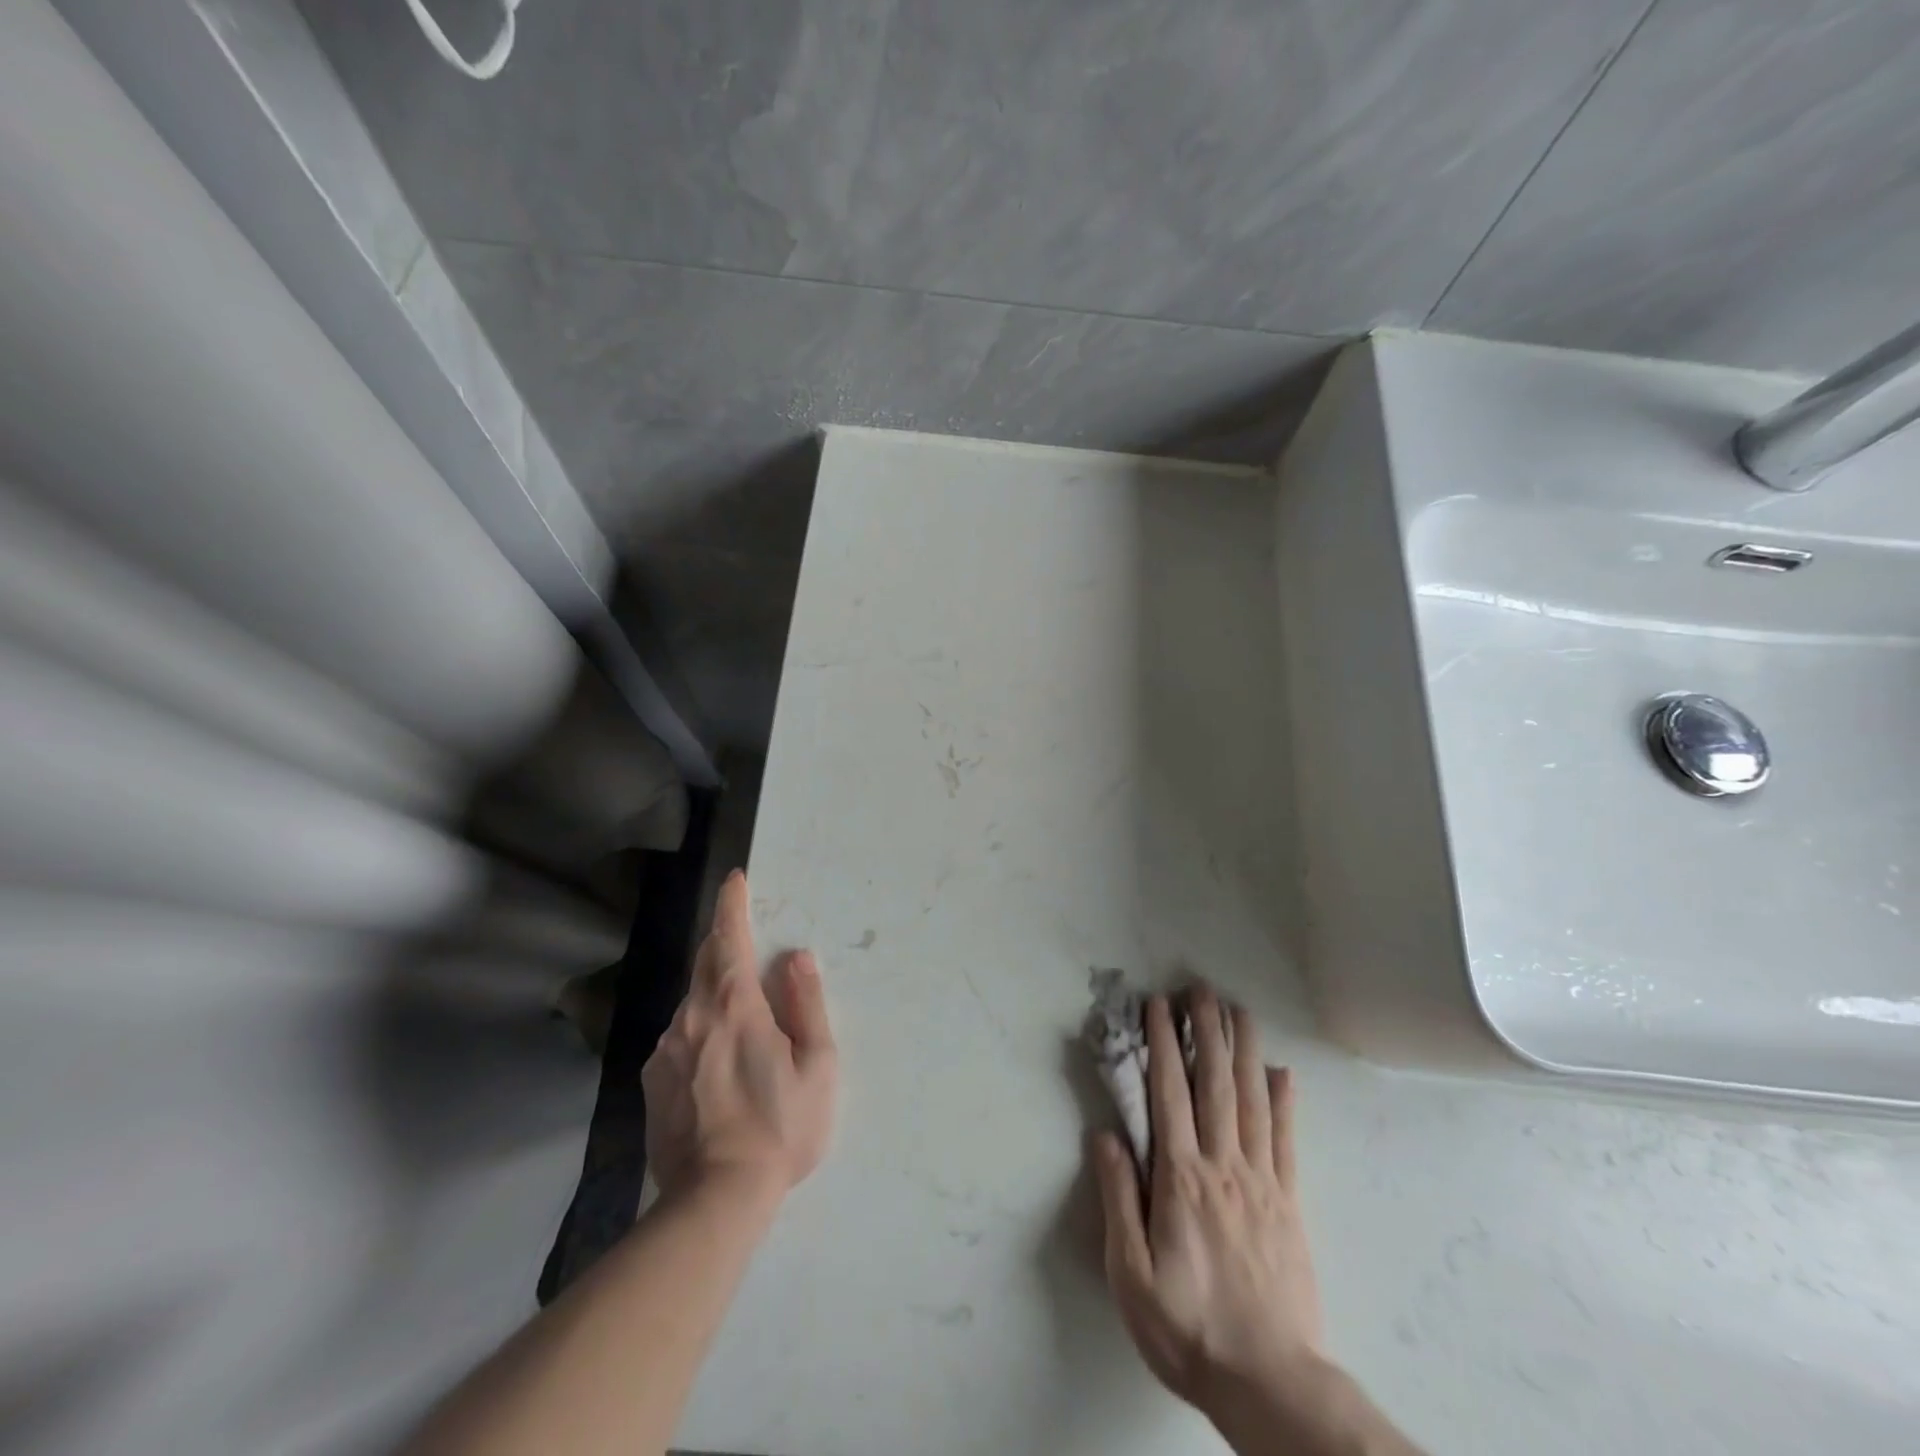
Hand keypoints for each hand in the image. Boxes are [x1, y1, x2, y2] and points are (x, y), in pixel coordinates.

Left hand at [641, 870, 837, 1204]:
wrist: (714, 1200)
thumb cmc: (780, 1127)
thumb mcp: (816, 1064)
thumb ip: (805, 1004)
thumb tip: (795, 958)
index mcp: (734, 1006)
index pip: (728, 938)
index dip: (731, 904)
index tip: (734, 878)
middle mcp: (691, 1017)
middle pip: (704, 963)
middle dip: (722, 943)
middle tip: (744, 945)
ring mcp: (664, 1050)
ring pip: (691, 1004)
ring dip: (714, 997)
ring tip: (742, 1030)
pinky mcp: (651, 1081)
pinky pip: (678, 1038)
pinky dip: (699, 1034)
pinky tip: (717, 1070)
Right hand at [1091, 986, 1322, 1414]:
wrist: (1270, 1384)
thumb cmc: (1188, 1328)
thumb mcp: (1131, 1274)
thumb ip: (1119, 1199)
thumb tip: (1106, 1135)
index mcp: (1182, 1179)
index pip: (1169, 1094)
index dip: (1163, 1045)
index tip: (1158, 1005)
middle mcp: (1223, 1166)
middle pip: (1214, 1084)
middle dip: (1206, 1031)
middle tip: (1201, 988)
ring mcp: (1262, 1182)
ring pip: (1251, 1100)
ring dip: (1242, 1050)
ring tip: (1237, 1010)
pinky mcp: (1289, 1203)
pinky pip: (1286, 1141)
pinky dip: (1284, 1102)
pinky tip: (1282, 1072)